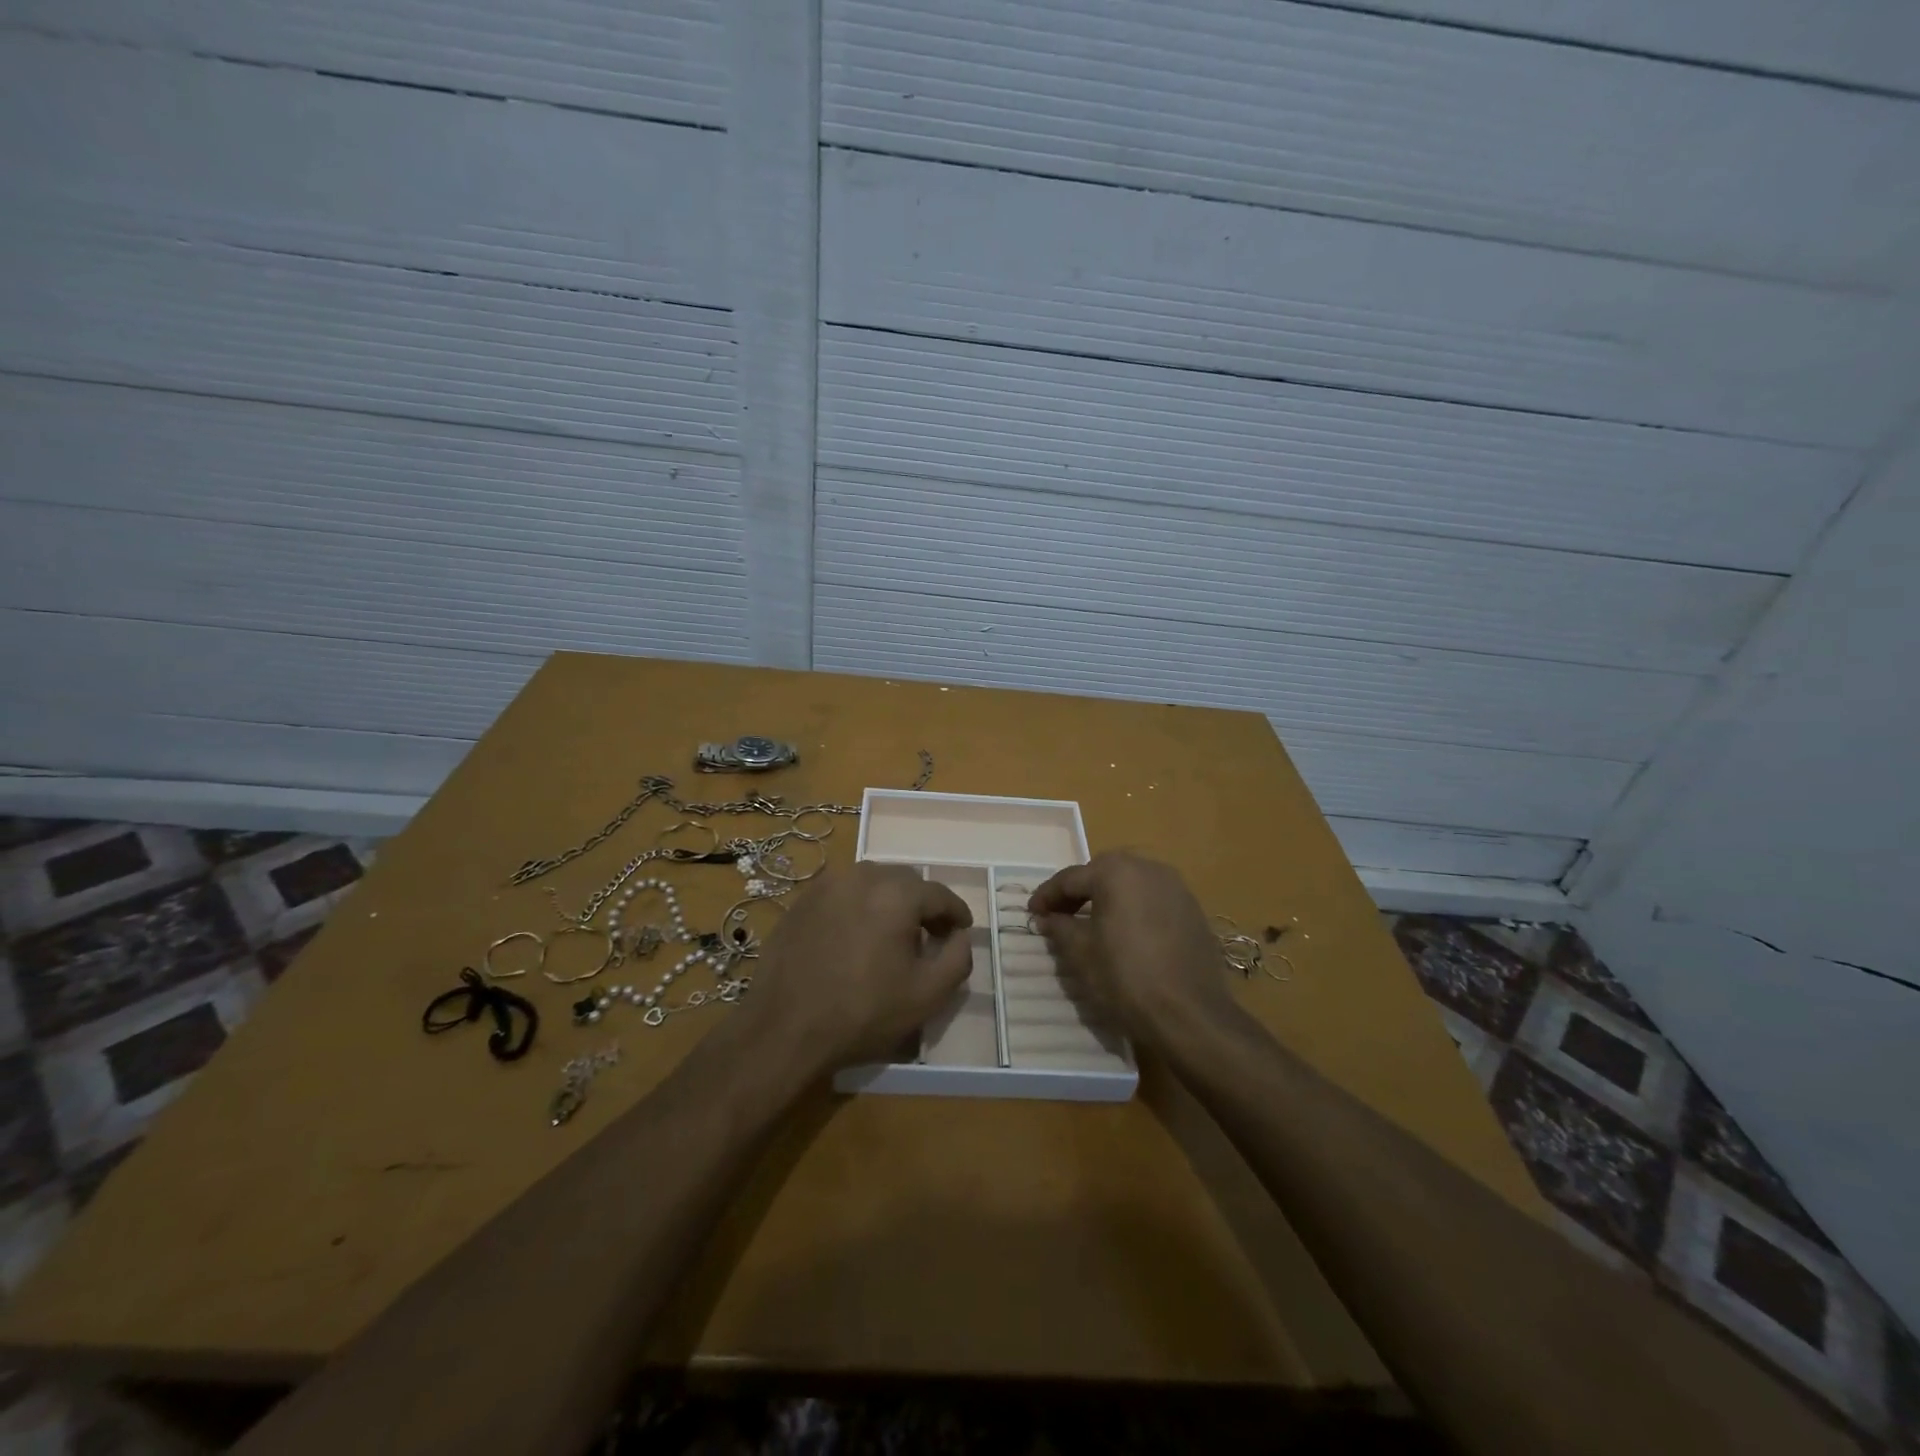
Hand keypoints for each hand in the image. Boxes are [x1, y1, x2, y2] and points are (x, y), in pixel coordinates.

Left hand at [740, 862, 974, 1074]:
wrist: (783, 1028)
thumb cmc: (862, 1012)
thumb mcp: (926, 995)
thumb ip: (957, 959)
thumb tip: (961, 936)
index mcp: (896, 893)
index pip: (939, 894)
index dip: (956, 913)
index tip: (962, 930)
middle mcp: (862, 876)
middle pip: (906, 881)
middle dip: (923, 904)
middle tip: (930, 934)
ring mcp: (827, 885)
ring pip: (873, 882)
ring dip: (890, 901)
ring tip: (893, 934)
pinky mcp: (802, 900)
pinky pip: (844, 892)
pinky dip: (859, 905)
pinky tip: (857, 936)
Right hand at [1028, 851, 1235, 1051]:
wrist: (1191, 1015)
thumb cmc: (1127, 978)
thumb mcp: (1081, 953)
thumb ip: (1060, 927)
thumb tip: (1048, 917)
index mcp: (1116, 872)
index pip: (1071, 878)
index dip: (1047, 896)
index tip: (1032, 913)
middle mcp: (1148, 868)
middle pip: (1102, 872)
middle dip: (1079, 891)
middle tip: (1060, 915)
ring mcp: (1175, 886)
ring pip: (1130, 882)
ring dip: (1108, 896)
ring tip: (1091, 923)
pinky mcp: (1193, 908)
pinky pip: (1153, 898)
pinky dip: (1133, 907)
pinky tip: (1126, 933)